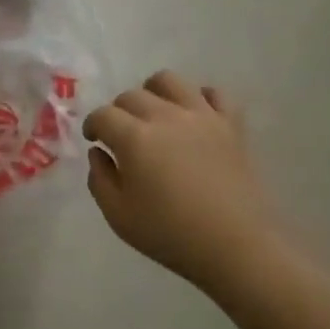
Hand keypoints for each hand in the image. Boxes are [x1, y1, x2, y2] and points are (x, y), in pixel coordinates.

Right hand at [84, 71, 281, 286]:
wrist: (237, 247)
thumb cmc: (171, 234)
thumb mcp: (118, 216)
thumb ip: (99, 179)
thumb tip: (99, 153)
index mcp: (134, 138)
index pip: (103, 115)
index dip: (93, 125)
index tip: (94, 139)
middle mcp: (165, 116)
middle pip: (132, 95)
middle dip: (119, 111)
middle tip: (121, 134)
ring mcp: (201, 116)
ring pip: (170, 81)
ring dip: (154, 91)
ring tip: (154, 113)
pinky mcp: (230, 125)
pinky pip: (214, 93)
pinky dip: (199, 97)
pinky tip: (193, 115)